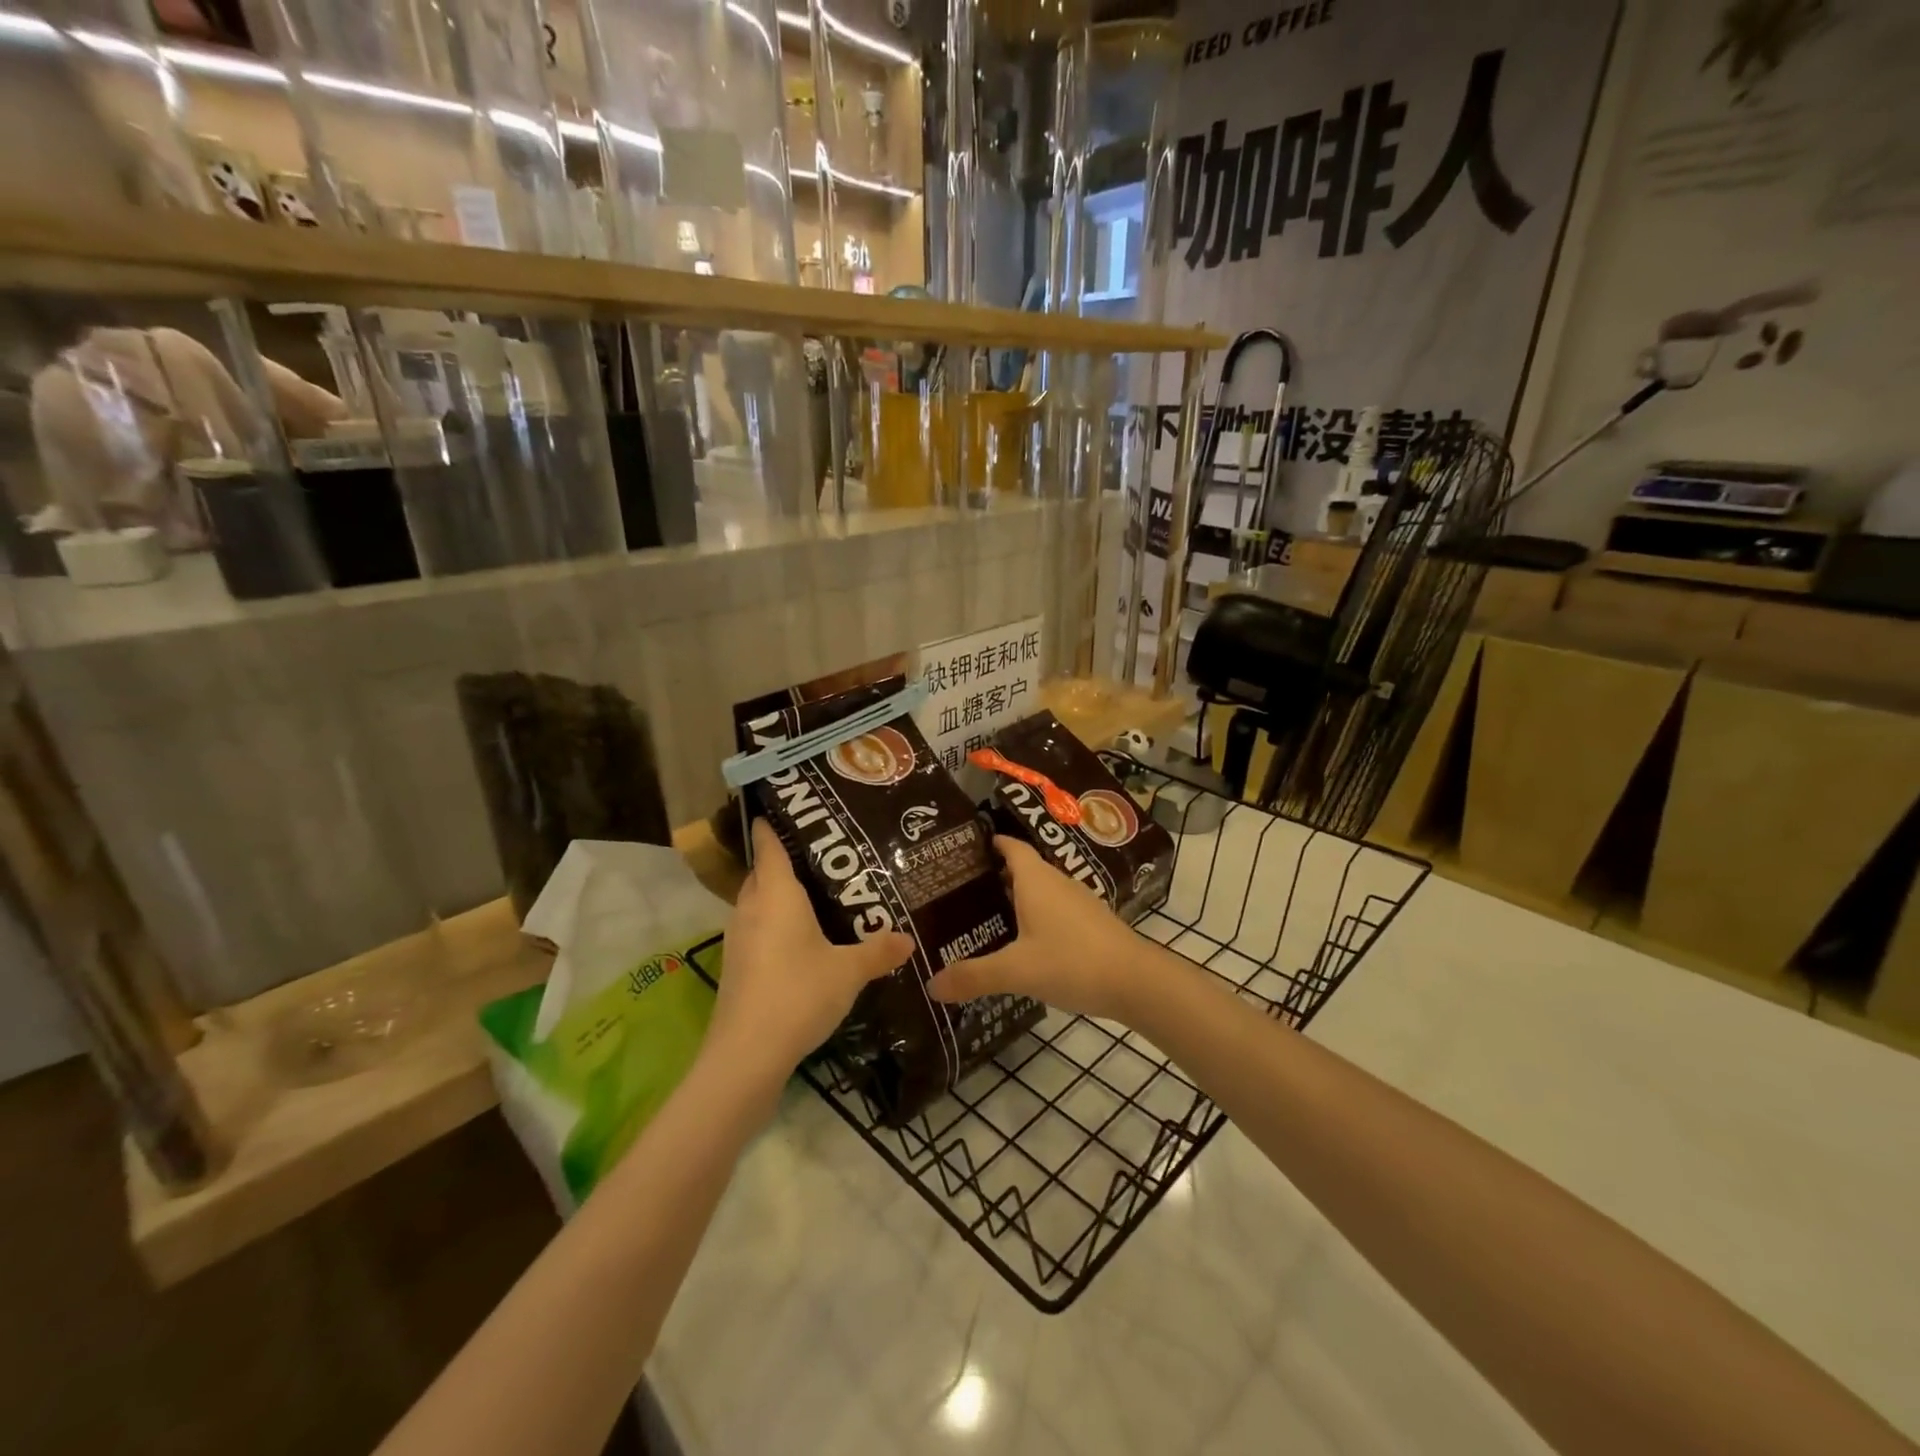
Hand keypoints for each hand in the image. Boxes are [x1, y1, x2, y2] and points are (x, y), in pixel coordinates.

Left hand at [708, 819, 912, 1083]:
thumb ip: (878, 951)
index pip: (769, 848)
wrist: (747, 1054)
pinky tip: (798, 941)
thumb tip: (908, 939)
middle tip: (818, 857)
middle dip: (780, 862)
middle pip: (761, 874)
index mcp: (777, 896)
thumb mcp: (848, 971)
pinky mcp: (736, 967)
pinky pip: (755, 930)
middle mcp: (752, 909)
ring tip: (812, 896)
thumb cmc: (799, 993)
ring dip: (775, 897)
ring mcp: (738, 939)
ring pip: (755, 903)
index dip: (772, 827)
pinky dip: (772, 925)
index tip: (780, 809)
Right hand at [926, 836, 1150, 1022]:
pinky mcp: (1091, 923)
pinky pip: (1054, 909)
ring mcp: (1077, 901)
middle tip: (961, 889)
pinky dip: (1035, 916)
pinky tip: (1024, 941)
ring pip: (1040, 890)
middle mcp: (1057, 882)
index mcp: (1036, 880)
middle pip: (1022, 868)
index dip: (989, 842)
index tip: (963, 848)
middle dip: (994, 874)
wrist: (1136, 982)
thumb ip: (974, 976)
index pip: (1010, 846)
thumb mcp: (1016, 971)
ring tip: (986, 914)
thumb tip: (931, 986)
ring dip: (1016, 897)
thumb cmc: (1072, 962)